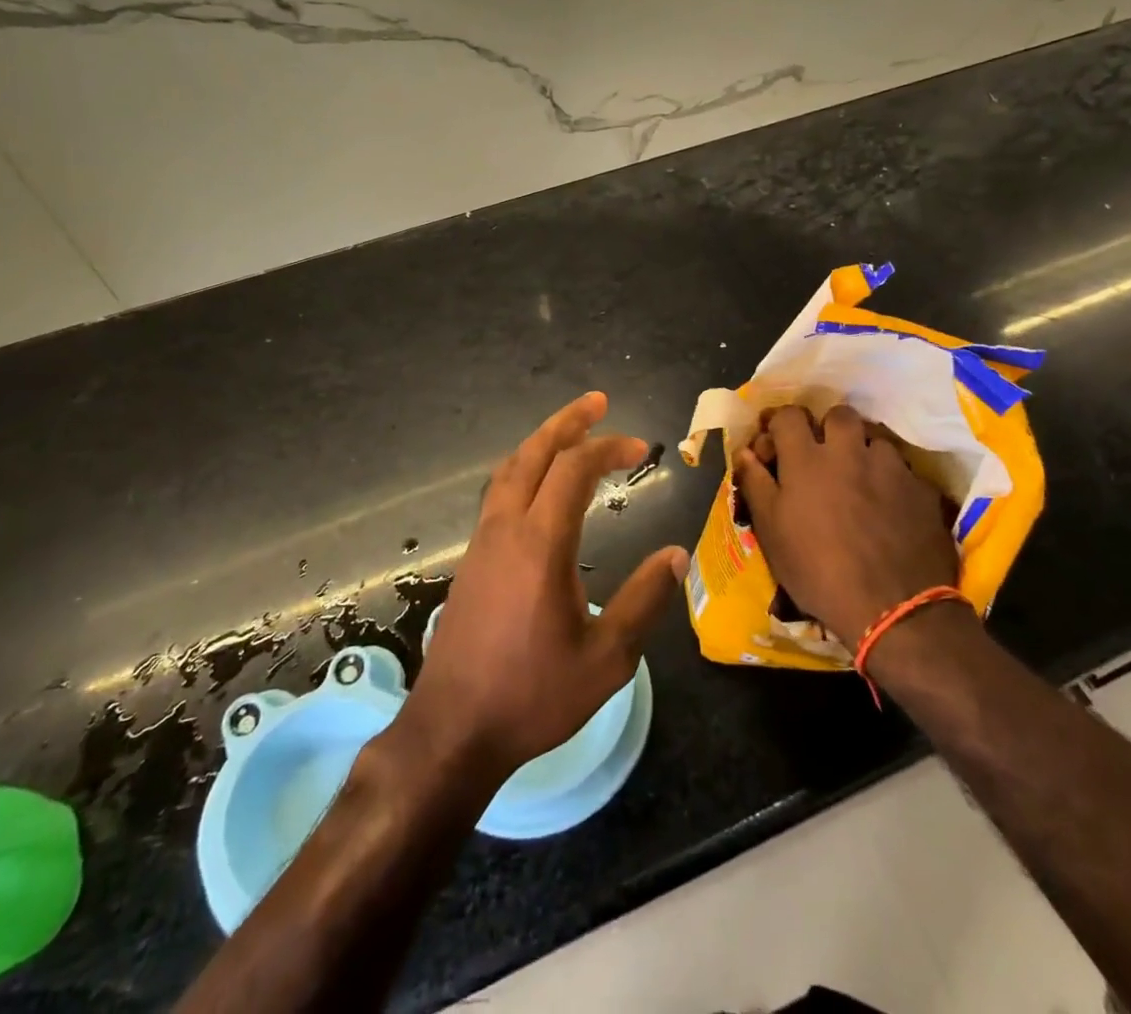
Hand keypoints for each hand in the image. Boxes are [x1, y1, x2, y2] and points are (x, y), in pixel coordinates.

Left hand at [397, 392, 688, 781]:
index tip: (640, 449)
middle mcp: (507, 528)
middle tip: (597, 401)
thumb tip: (676, 555)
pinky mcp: (472, 558)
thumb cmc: (533, 695)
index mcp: (541, 543)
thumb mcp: (606, 658)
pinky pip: (498, 492)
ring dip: (541, 442)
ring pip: (509, 469)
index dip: (608, 448)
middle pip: (534, 453)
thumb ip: (643, 600)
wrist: (453, 729)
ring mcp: (483, 541)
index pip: (574, 469)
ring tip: (569, 431)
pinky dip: (523, 469)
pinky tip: (538, 483)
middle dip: (567, 422)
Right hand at [733, 404, 957, 644]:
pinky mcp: (921, 489)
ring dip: (863, 452)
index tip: (777, 444)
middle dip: (828, 428)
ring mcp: (890, 467)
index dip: (781, 424)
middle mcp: (849, 451)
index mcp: (807, 459)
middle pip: (839, 415)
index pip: (790, 415)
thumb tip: (745, 452)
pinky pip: (903, 470)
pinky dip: (891, 479)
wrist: (893, 609)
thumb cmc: (817, 571)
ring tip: (860, 480)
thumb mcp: (771, 532)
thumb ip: (756, 484)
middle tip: (823, 457)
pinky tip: (890, 506)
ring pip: (874, 439)